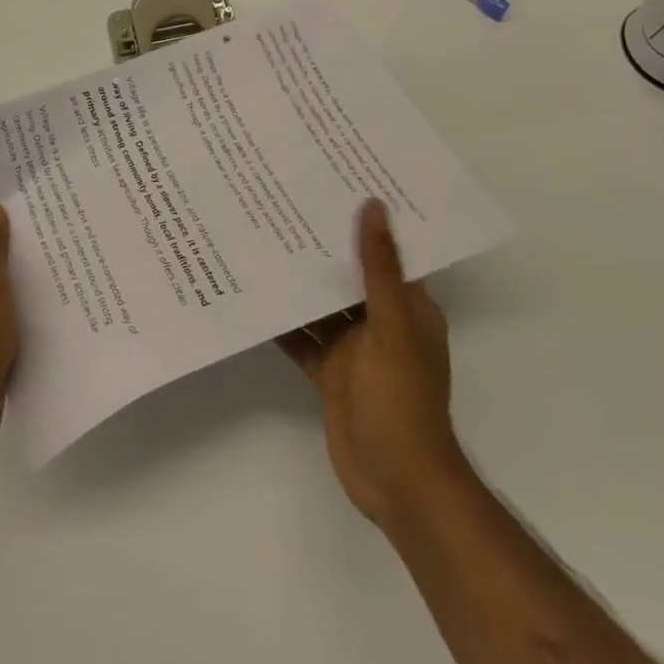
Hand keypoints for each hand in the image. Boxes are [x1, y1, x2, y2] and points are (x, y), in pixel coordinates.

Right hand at [279, 199, 467, 529]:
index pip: (388, 251)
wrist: (395, 480)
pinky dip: (284, 320)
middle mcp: (381, 320)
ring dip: (301, 280)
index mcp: (408, 305)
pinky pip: (303, 336)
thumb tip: (373, 206)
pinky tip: (255, 295)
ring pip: (323, 303)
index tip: (336, 183)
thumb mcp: (393, 324)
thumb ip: (378, 267)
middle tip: (285, 202)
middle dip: (324, 246)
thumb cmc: (402, 397)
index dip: (367, 220)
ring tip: (262, 237)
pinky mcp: (329, 370)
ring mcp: (353, 347)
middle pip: (350, 274)